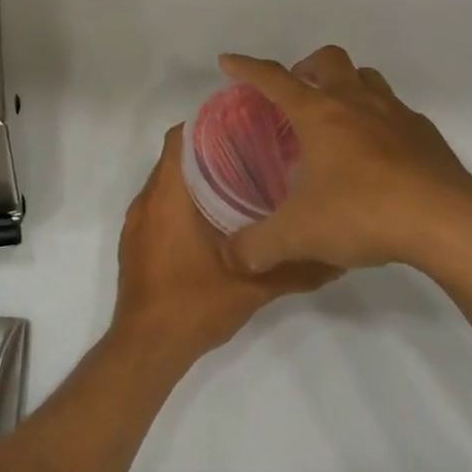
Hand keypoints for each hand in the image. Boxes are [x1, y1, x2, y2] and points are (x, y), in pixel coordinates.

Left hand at [109, 125, 337, 373]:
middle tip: (252, 151)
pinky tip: (214, 219)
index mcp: (168, 196)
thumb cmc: (193, 305)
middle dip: (209, 150)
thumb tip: (336, 260)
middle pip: (175, 157)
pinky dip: (181, 202)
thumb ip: (294, 270)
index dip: (207, 124)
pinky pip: (158, 206)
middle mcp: (147, 200)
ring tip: (238, 180)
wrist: (146, 348)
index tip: (242, 123)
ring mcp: (137, 222)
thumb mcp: (252, 289)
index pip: (180, 138)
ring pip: (166, 182)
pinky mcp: (135, 241)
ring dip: (195, 177)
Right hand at [218, 46, 471, 285]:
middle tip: (295, 94)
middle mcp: (355, 102)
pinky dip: (380, 119)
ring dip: (346, 85)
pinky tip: (378, 153)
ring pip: (366, 77)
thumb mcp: (300, 235)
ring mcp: (396, 114)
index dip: (247, 68)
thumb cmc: (364, 213)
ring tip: (336, 117)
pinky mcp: (426, 135)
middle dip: (306, 67)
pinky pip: (396, 111)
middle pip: (328, 60)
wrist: (449, 223)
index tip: (228, 61)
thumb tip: (232, 256)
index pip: (273, 79)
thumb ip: (259, 246)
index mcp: (319, 113)